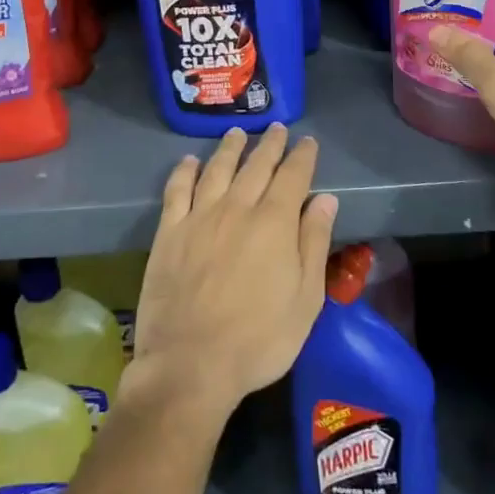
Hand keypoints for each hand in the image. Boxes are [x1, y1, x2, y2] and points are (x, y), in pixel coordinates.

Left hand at [128, 125, 338, 424]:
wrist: (190, 365)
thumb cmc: (259, 339)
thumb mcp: (305, 300)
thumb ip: (314, 243)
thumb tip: (325, 198)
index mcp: (274, 223)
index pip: (293, 176)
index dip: (302, 156)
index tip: (308, 142)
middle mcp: (237, 208)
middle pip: (256, 165)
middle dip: (270, 144)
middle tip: (276, 128)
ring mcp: (199, 217)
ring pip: (218, 169)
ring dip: (230, 148)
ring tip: (238, 133)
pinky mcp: (170, 232)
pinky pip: (177, 190)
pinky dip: (185, 171)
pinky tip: (190, 161)